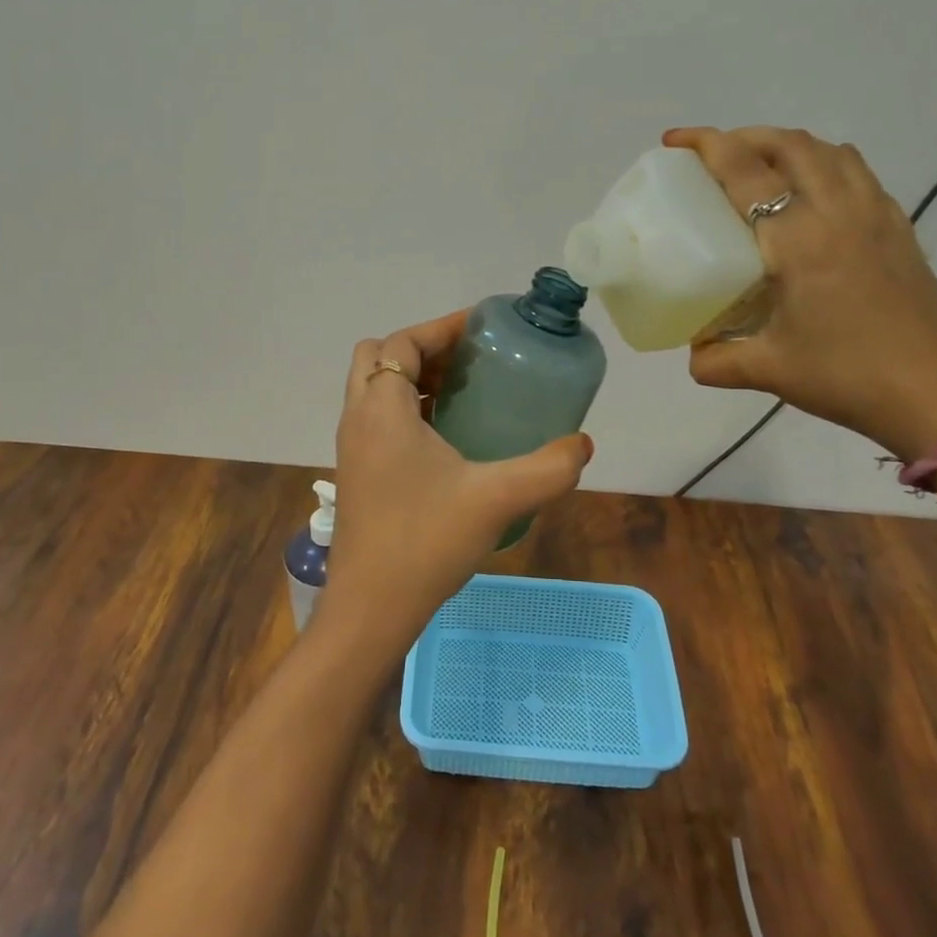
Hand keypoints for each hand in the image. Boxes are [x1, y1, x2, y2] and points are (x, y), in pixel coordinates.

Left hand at [324, 310, 592, 659]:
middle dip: (423, 348)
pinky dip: (406, 407)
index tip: (481, 328)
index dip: (440, 327)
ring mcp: (352, 447)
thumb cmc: (425, 542)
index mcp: (382, 409)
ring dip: (413, 377)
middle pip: (379, 356)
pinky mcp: (356, 472)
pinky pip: (377, 417)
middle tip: (470, 360)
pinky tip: (447, 437)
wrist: (370, 609)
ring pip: (374, 387)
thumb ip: (548, 469)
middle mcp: (358, 418)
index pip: (401, 343)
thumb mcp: (497, 500)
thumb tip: (584, 444)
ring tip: (464, 390)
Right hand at [664, 126, 936, 460]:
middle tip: (714, 156)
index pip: (746, 171)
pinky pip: (857, 173)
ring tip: (760, 167)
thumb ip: (717, 360)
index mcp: (799, 239)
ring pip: (829, 150)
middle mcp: (839, 212)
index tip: (676, 140)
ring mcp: (877, 216)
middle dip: (745, 137)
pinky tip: (812, 197)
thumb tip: (693, 355)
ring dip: (787, 144)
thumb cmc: (849, 377)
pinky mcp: (901, 230)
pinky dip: (824, 163)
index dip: (707, 145)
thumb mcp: (769, 371)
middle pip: (790, 143)